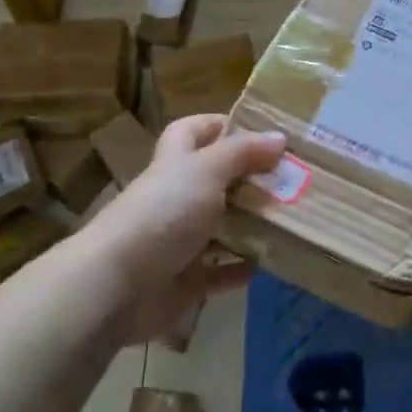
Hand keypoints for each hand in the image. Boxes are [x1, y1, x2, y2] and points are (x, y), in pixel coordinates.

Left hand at [81, 114, 284, 343]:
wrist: (117, 286)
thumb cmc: (163, 215)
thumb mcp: (206, 171)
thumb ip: (242, 153)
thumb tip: (279, 137)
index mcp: (174, 164)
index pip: (191, 132)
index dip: (218, 125)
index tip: (259, 130)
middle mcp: (175, 198)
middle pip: (214, 180)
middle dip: (249, 178)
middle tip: (293, 178)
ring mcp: (179, 241)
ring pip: (221, 227)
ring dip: (251, 225)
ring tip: (293, 218)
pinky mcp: (185, 280)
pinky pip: (220, 272)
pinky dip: (241, 268)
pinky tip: (270, 263)